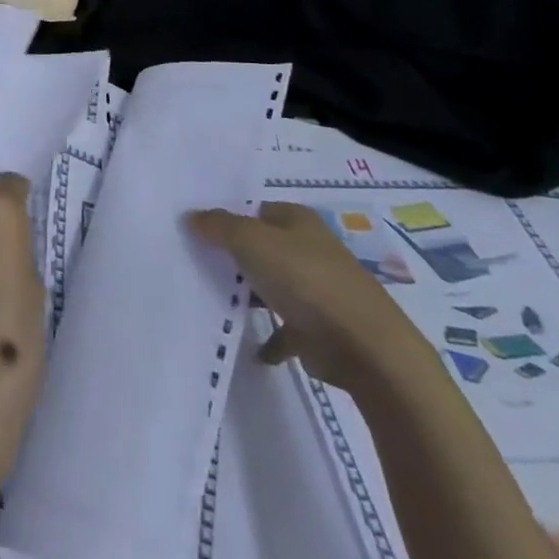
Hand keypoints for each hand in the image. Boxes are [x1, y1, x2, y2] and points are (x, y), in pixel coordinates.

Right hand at [186, 201, 429, 396]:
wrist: (366, 349)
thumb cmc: (305, 280)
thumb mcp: (251, 241)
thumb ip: (219, 226)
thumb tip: (192, 216)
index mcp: (299, 221)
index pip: (256, 209)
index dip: (228, 216)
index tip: (196, 229)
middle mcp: (310, 250)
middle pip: (263, 247)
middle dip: (235, 256)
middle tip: (195, 261)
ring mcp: (318, 290)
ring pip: (273, 286)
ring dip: (251, 296)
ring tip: (213, 301)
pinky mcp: (322, 329)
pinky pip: (286, 330)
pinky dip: (271, 338)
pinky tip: (251, 348)